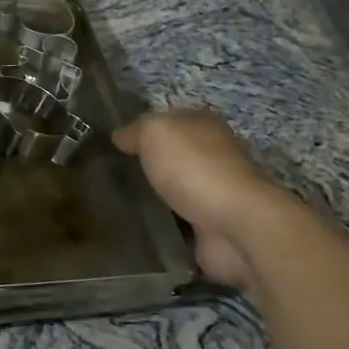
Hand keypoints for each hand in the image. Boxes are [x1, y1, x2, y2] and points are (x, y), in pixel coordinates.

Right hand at [112, 109, 296, 287]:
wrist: (236, 224)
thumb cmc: (194, 167)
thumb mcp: (154, 132)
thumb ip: (135, 131)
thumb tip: (120, 137)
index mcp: (203, 124)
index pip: (168, 120)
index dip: (142, 130)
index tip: (115, 146)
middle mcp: (214, 155)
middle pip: (175, 155)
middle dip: (150, 165)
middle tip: (112, 176)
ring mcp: (216, 194)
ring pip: (177, 190)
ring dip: (158, 198)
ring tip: (122, 203)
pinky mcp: (214, 228)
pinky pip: (181, 224)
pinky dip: (166, 227)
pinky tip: (141, 228)